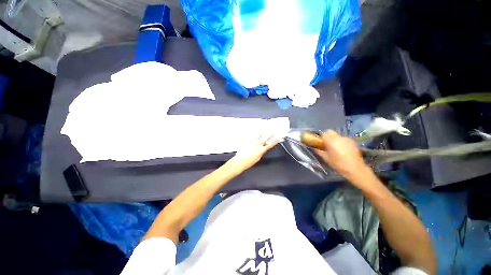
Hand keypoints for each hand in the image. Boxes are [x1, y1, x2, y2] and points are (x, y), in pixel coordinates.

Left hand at [228, 134, 279, 171]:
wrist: (240, 161)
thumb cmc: (249, 162)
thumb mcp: (258, 157)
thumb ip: (261, 151)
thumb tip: (263, 148)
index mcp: (261, 150)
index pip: (271, 144)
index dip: (276, 141)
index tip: (280, 138)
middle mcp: (257, 144)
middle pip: (266, 137)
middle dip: (270, 134)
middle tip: (272, 132)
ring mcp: (252, 141)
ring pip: (259, 134)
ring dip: (262, 132)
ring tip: (263, 130)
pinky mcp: (247, 139)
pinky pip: (252, 135)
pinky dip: (254, 133)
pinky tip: (255, 131)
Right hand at [315, 130, 370, 180]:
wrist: (355, 168)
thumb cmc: (338, 163)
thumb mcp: (326, 158)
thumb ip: (319, 151)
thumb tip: (315, 148)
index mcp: (331, 141)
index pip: (324, 133)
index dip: (322, 137)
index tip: (322, 143)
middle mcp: (338, 138)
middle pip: (330, 132)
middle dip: (328, 136)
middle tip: (328, 144)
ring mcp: (346, 138)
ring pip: (337, 135)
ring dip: (335, 139)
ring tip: (336, 148)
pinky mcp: (352, 141)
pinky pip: (344, 139)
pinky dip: (342, 142)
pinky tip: (343, 150)